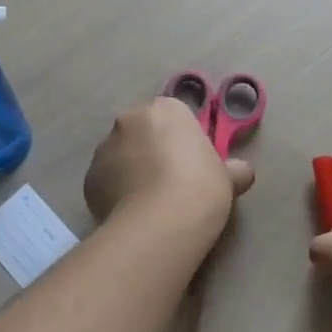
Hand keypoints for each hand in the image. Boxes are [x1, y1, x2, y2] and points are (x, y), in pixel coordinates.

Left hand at [84, 97, 255, 243]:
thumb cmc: (200, 188)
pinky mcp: (89, 177)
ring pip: (121, 155)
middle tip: (170, 183)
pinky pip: (106, 180)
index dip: (183, 141)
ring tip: (149, 203)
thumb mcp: (228, 177)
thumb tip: (242, 172)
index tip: (192, 165)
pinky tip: (131, 213)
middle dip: (152, 151)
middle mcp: (130, 119)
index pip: (174, 117)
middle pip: (143, 132)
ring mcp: (104, 147)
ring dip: (131, 170)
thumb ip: (233, 169)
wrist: (161, 222)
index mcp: (165, 109)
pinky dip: (116, 191)